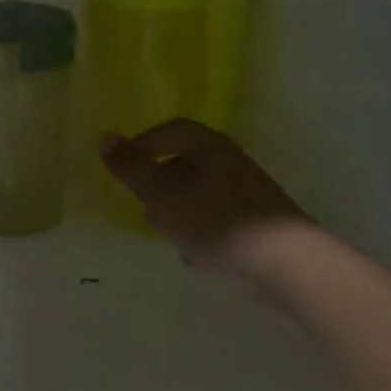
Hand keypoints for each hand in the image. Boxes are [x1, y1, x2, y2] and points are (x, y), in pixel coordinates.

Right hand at [99, 118, 305, 277]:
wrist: (286, 259)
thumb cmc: (216, 219)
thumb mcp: (162, 194)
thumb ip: (132, 168)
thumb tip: (104, 137)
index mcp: (207, 145)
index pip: (169, 131)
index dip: (143, 146)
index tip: (125, 171)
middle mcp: (230, 159)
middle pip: (185, 162)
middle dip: (160, 183)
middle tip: (143, 205)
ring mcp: (248, 189)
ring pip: (201, 191)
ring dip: (180, 209)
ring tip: (167, 234)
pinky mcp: (260, 219)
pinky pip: (220, 215)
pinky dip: (203, 227)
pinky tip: (197, 254)